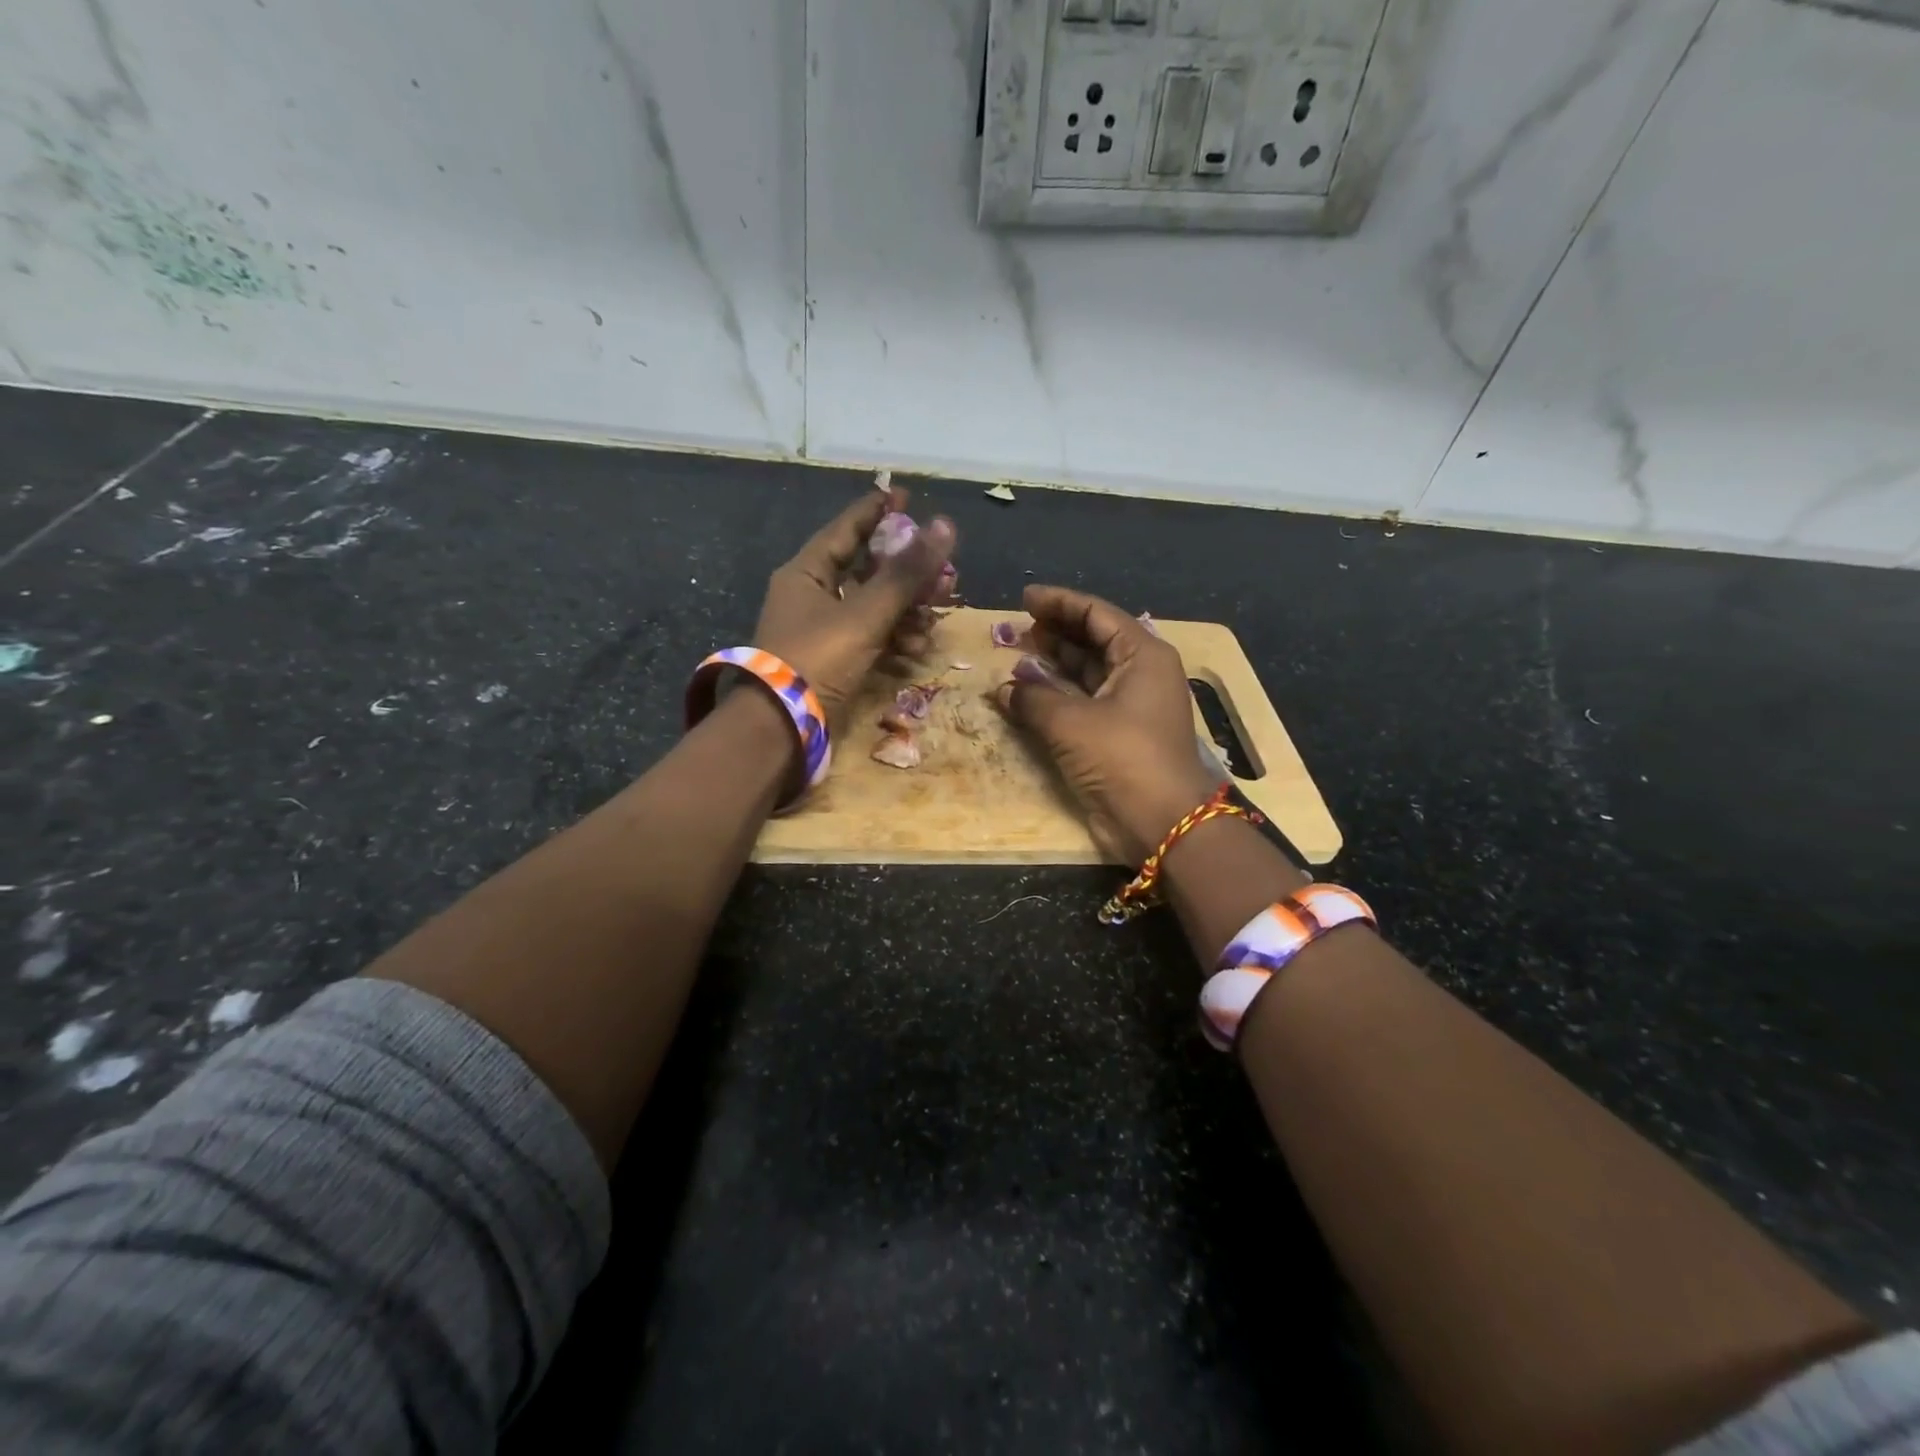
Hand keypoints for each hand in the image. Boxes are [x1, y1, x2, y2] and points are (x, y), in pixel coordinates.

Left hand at [751, 489, 957, 730]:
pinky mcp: (833, 661)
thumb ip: (905, 574)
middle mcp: (812, 596)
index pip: (846, 530)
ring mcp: (822, 630)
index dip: (877, 511)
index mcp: (806, 573)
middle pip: (866, 570)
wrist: (781, 728)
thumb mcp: (864, 614)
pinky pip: (869, 638)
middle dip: (906, 572)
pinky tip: (916, 649)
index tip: (906, 496)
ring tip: (935, 617)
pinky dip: (893, 640)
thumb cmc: (816, 659)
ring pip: (872, 607)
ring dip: (906, 610)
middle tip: (942, 571)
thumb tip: (945, 526)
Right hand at [994, 584, 1220, 863]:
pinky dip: (1057, 695)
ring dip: (1053, 664)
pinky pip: (1084, 702)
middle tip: (1015, 629)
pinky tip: (1026, 693)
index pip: (1097, 614)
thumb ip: (1032, 698)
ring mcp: (1131, 706)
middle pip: (1093, 640)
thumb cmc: (1122, 758)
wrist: (1161, 824)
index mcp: (1143, 655)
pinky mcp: (1118, 735)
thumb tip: (1003, 689)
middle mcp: (1140, 674)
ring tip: (1016, 654)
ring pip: (1087, 672)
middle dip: (1054, 633)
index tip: (1024, 599)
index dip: (1059, 603)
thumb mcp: (1071, 722)